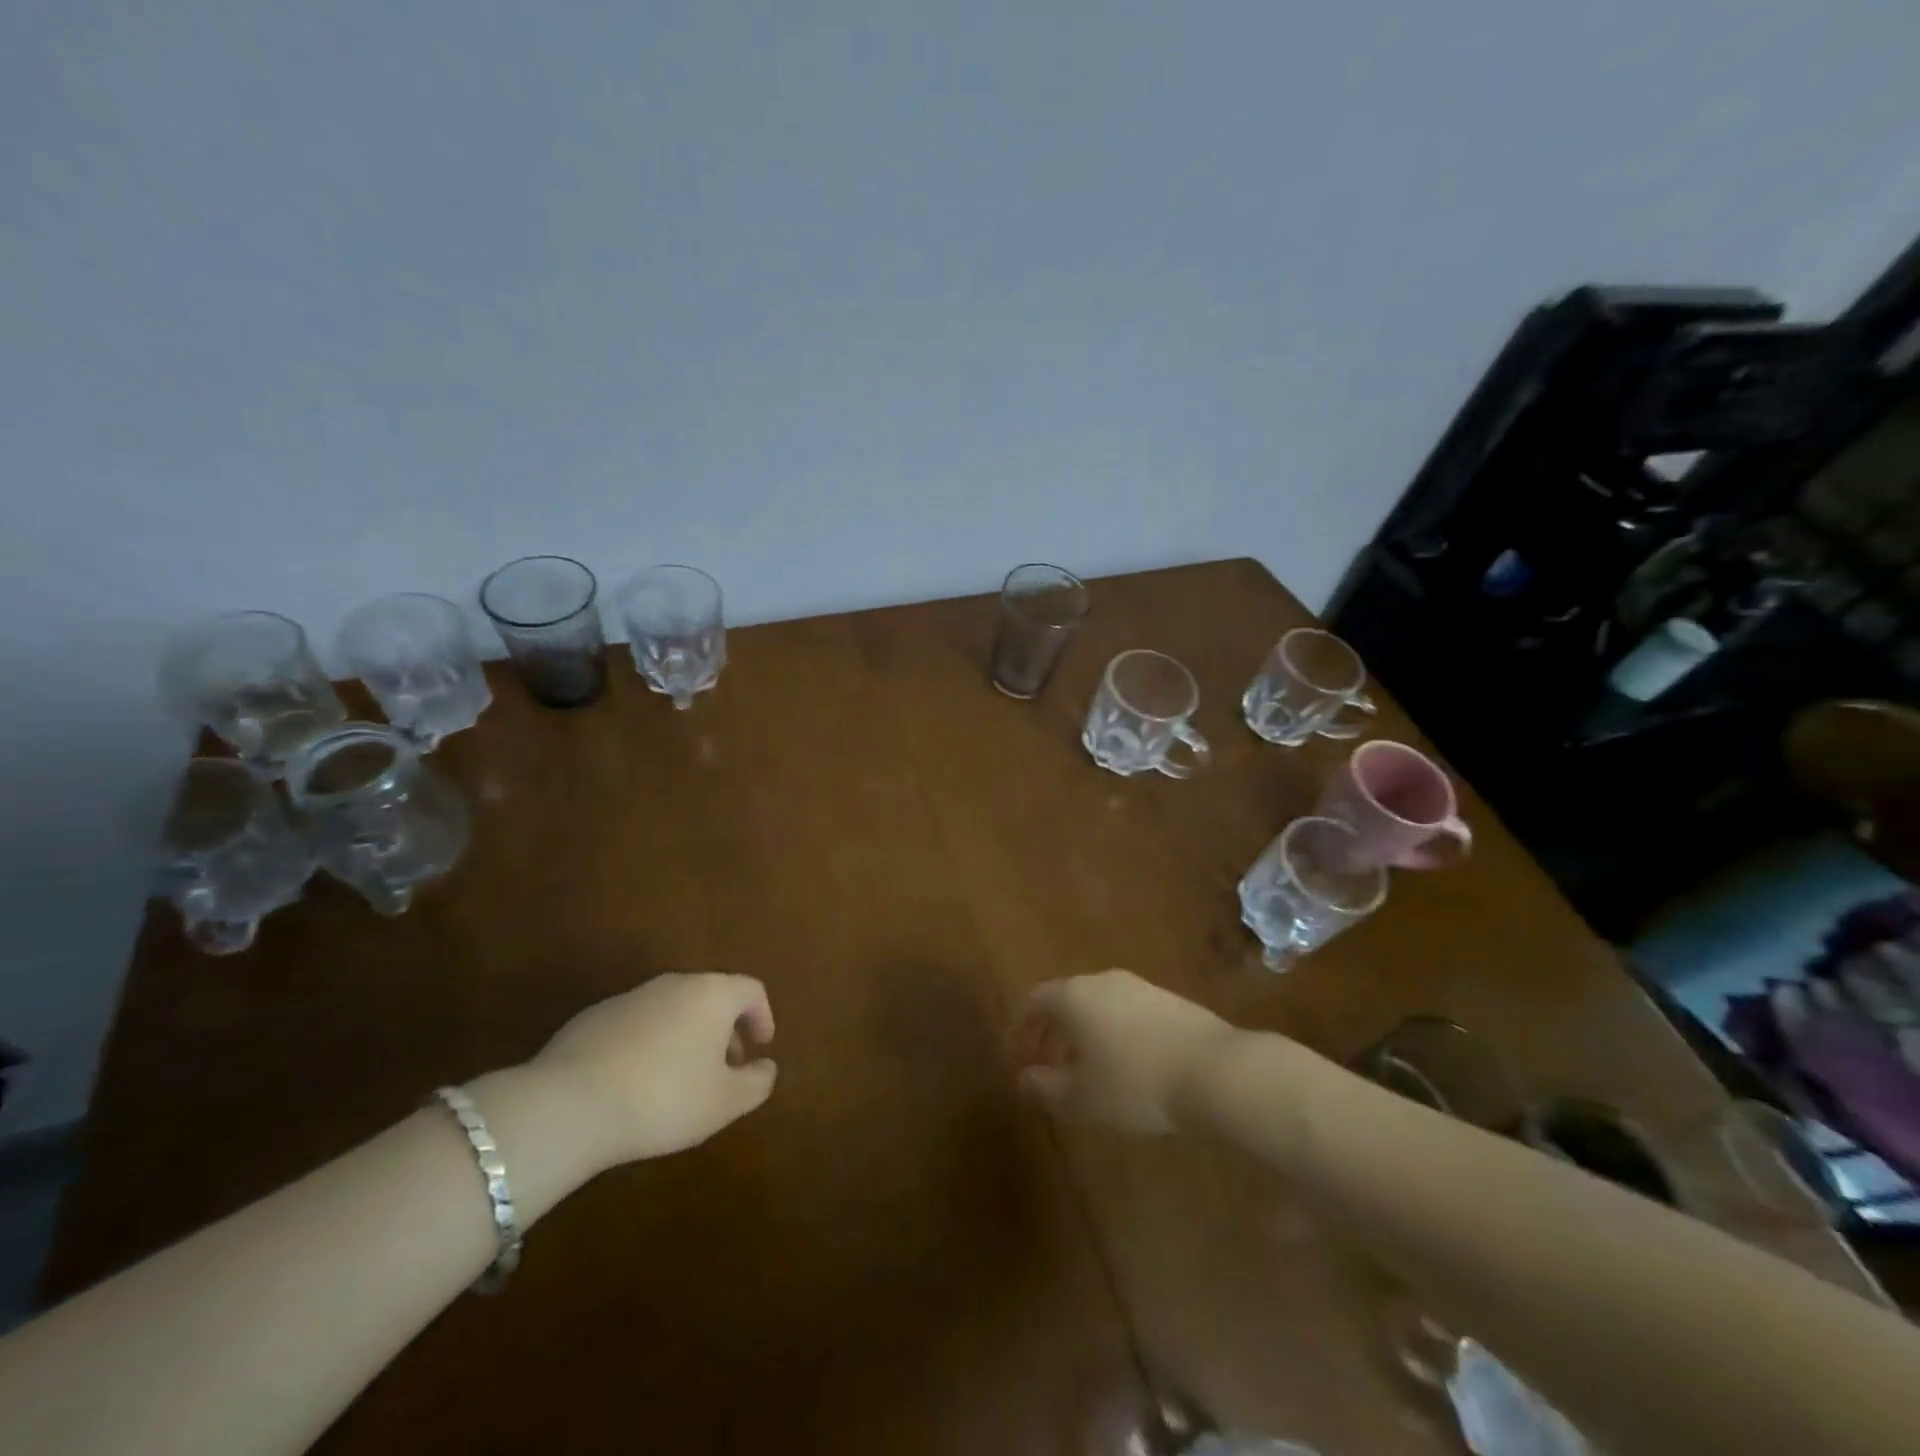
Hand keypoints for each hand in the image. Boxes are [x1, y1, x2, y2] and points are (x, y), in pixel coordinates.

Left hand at [530, 973, 776, 1165]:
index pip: (751, 990)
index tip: (760, 1047)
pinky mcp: (592, 1018)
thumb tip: (766, 1067)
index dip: (762, 1017)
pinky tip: (635, 1084)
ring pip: (671, 1009)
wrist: (568, 1105)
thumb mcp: (724, 1102)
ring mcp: (630, 997)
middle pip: (710, 996)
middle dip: (723, 1029)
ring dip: (685, 1036)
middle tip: (725, 1068)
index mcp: (712, 994)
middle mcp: (674, 984)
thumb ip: (756, 1082)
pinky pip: (636, 1025)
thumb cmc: (664, 1099)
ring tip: (679, 1081)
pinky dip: (648, 1044)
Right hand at [1010, 969, 1233, 1134]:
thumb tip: (1024, 1078)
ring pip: (1098, 1006)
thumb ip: (1045, 1087)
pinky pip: (1127, 1013)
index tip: (1016, 1056)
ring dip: (1085, 1034)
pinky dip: (1114, 1034)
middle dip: (1052, 1033)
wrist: (1214, 1070)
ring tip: (1087, 1072)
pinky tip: (1127, 1067)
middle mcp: (1103, 981)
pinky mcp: (1169, 1000)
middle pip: (1066, 1000)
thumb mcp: (1081, 1097)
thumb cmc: (1135, 1082)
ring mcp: (1139, 987)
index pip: (1034, 1001)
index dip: (1021, 1028)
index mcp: (1074, 995)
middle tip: (1047, 1066)